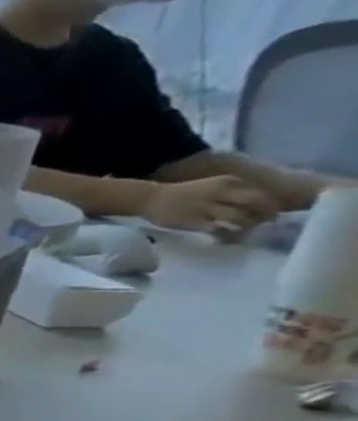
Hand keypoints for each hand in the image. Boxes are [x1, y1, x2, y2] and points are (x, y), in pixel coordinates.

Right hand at [141, 175, 277, 232]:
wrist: (150, 199)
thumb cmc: (182, 194)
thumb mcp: (212, 186)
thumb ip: (233, 193)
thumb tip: (255, 206)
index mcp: (228, 182)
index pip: (261, 192)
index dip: (270, 204)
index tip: (270, 214)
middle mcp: (221, 192)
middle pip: (256, 203)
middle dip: (265, 215)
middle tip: (266, 225)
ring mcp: (207, 207)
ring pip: (240, 217)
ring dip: (246, 227)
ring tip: (244, 234)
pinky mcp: (194, 221)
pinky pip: (219, 230)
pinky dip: (226, 235)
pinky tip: (224, 238)